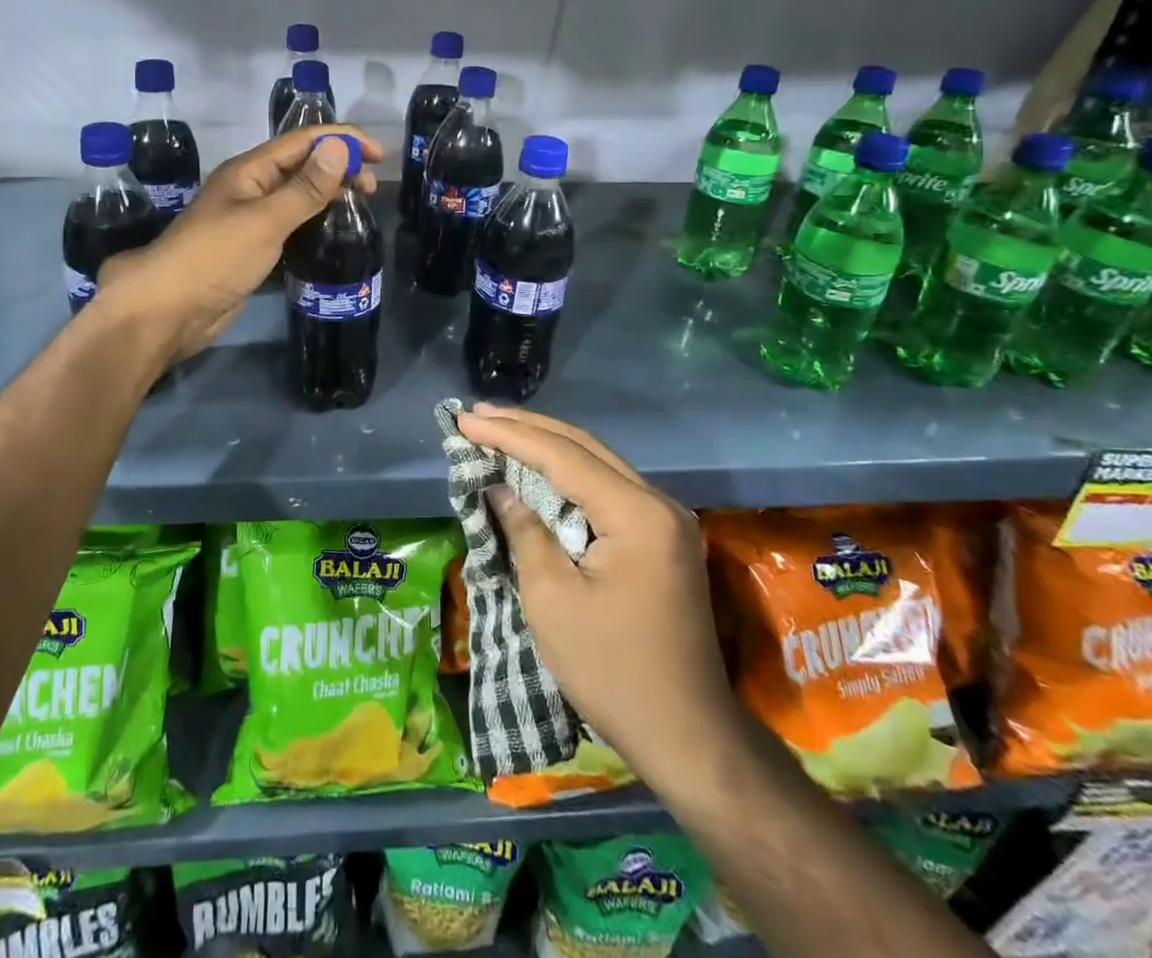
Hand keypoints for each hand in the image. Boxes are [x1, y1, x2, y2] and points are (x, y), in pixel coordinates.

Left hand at [98, 125, 383, 365]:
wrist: (169, 311)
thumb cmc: (215, 258)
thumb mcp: (265, 220)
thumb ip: (305, 188)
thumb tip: (339, 147)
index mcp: (250, 170)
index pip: (303, 141)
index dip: (342, 140)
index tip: (379, 156)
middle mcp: (251, 188)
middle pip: (302, 166)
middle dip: (339, 167)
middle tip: (372, 189)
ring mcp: (250, 219)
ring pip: (297, 196)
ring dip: (329, 194)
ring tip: (360, 206)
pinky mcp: (252, 249)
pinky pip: (291, 225)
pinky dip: (314, 222)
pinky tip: (333, 234)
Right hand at [458, 404, 744, 791]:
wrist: (687, 736)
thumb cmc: (612, 671)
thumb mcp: (552, 600)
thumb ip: (525, 531)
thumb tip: (500, 489)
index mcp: (636, 514)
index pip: (562, 457)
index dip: (509, 436)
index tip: (464, 421)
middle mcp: (658, 503)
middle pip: (583, 447)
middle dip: (527, 428)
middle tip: (476, 414)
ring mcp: (665, 520)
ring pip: (597, 463)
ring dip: (547, 446)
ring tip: (499, 429)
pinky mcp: (661, 539)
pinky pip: (607, 489)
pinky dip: (568, 474)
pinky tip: (539, 468)